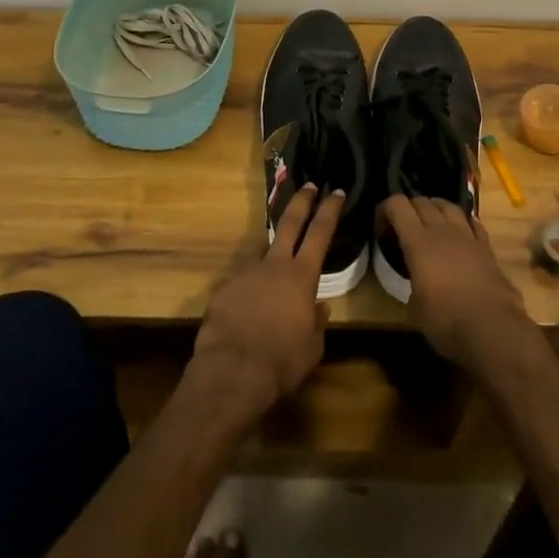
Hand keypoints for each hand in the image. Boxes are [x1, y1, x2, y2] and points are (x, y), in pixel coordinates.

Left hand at [190, 184, 342, 421]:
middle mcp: (274, 266)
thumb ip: (317, 322)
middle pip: (290, 224)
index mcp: (302, 277)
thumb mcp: (313, 347)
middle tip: (308, 186)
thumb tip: (318, 307)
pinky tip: (246, 322)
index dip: (329, 210)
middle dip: (301, 202)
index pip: (320, 233)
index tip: (335, 191)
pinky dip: (248, 300)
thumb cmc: (282, 361)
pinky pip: (242, 289)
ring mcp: (246, 274)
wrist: (232, 371)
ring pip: (263, 263)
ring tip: (271, 304)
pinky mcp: (223, 289)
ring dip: (270, 274)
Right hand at [381, 196, 535, 370]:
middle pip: (422, 202)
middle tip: (404, 227)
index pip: (397, 205)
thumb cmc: (446, 321)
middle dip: (409, 208)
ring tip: (431, 222)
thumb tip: (418, 286)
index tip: (381, 228)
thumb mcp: (415, 308)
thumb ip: (413, 285)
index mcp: (418, 242)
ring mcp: (468, 236)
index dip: (385, 209)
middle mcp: (442, 230)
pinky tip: (460, 232)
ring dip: (436, 209)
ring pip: (449, 206)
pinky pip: (473, 223)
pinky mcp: (487, 248)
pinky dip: (463, 222)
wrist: (492, 329)